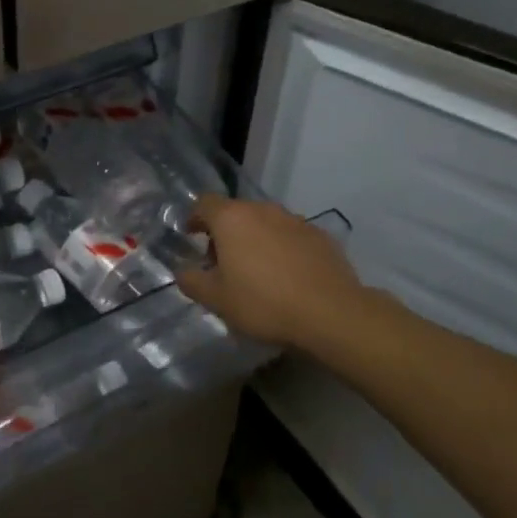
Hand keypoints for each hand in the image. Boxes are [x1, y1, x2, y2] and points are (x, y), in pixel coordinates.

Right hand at [177, 195, 369, 354]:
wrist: (332, 314)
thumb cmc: (264, 303)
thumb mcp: (216, 300)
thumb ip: (192, 281)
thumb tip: (183, 272)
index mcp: (231, 218)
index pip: (204, 203)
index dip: (194, 217)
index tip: (191, 235)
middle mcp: (262, 210)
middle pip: (235, 212)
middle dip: (225, 232)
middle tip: (222, 262)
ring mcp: (295, 220)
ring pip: (265, 222)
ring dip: (255, 239)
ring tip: (257, 270)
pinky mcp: (321, 236)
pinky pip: (291, 236)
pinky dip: (282, 248)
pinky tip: (287, 276)